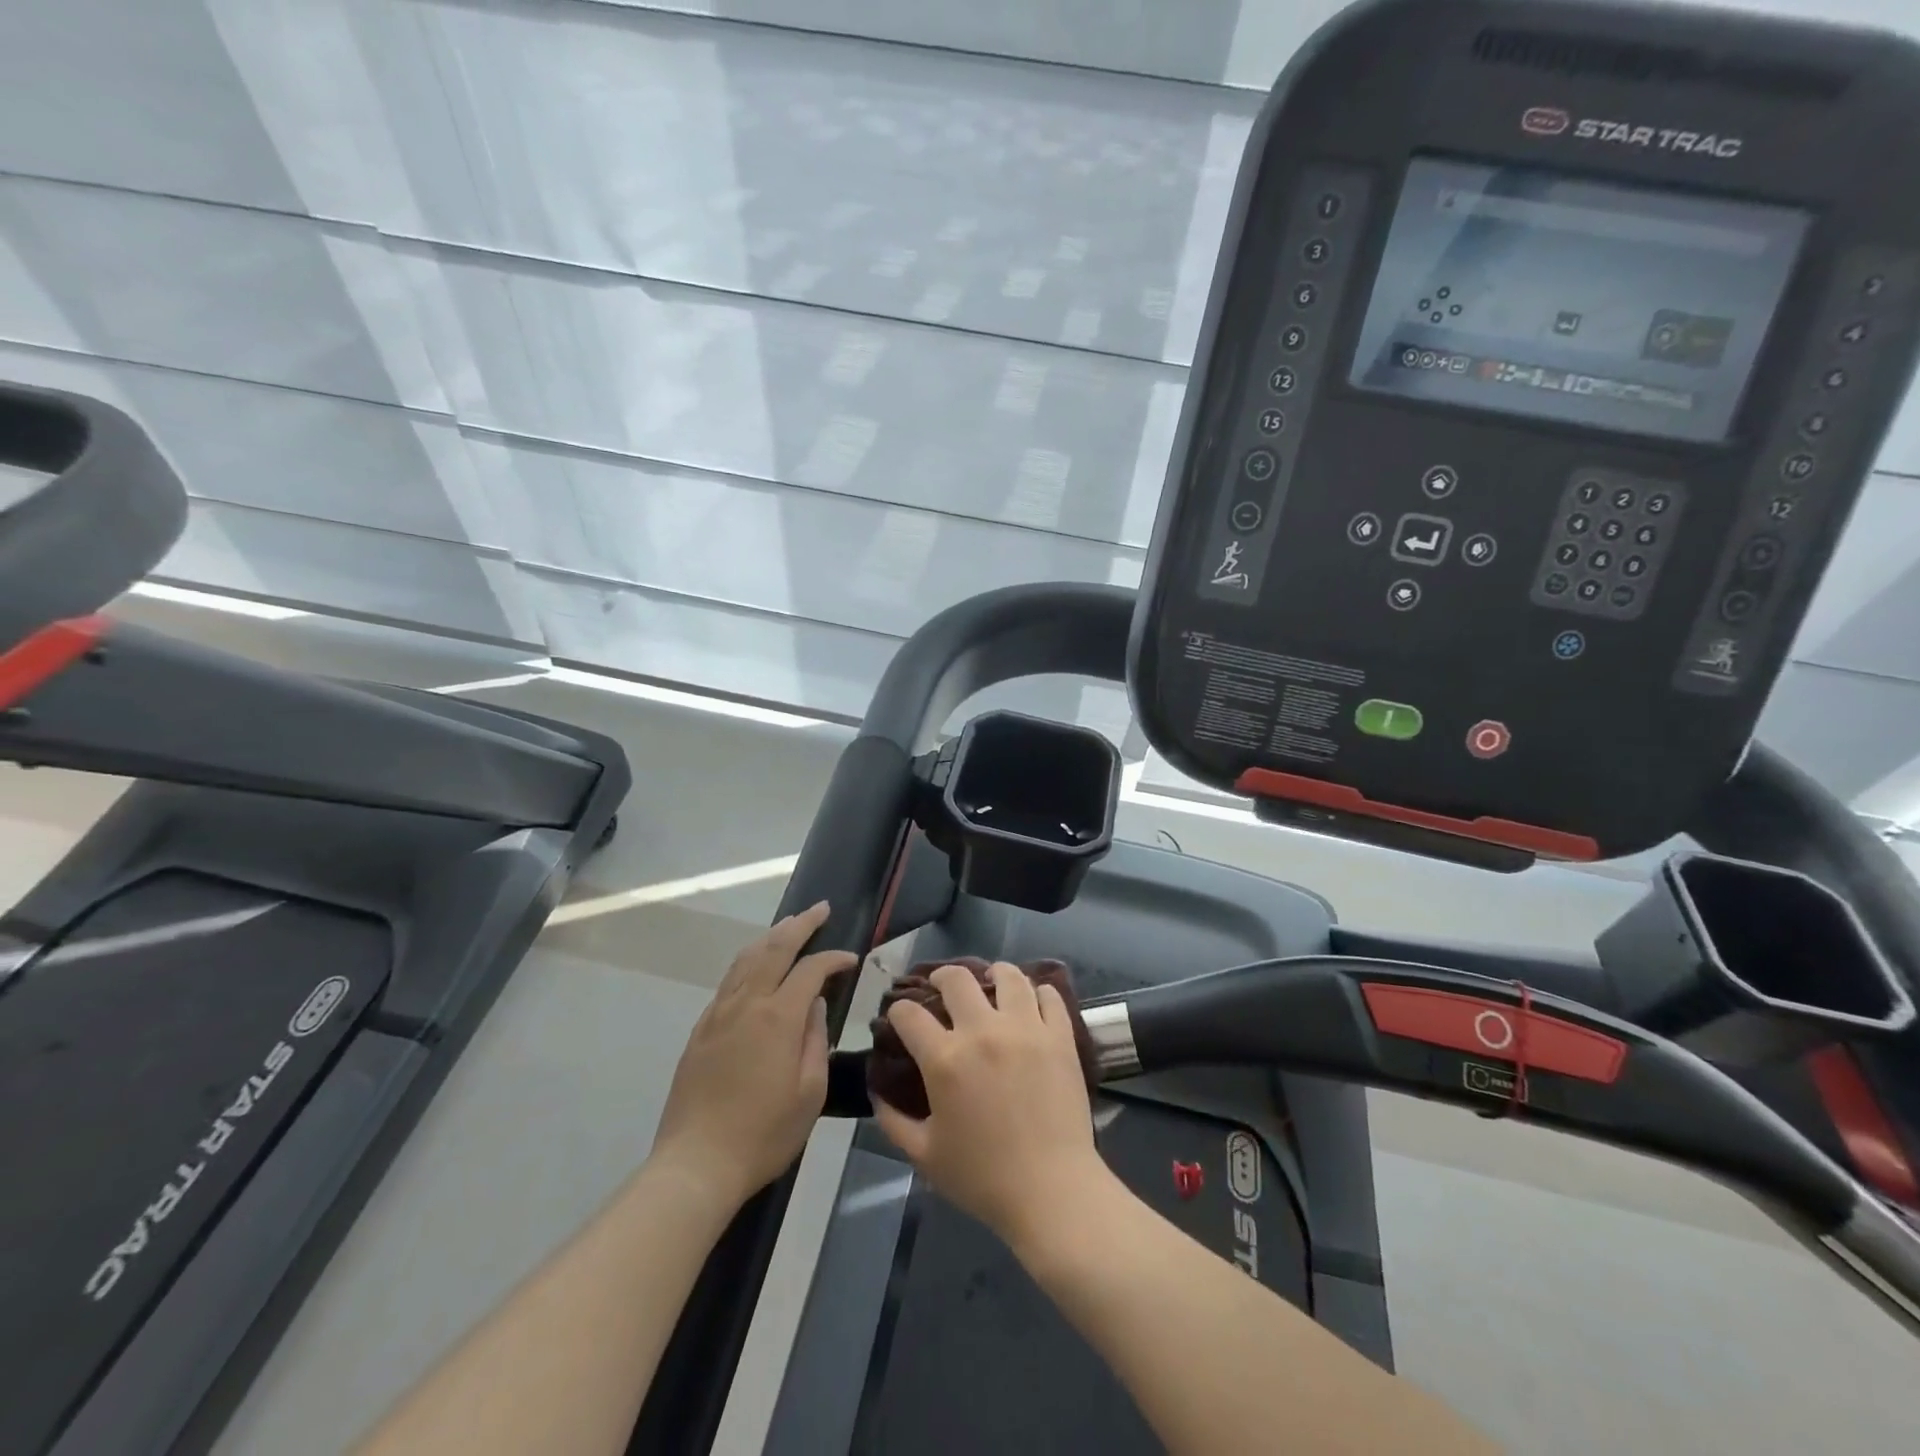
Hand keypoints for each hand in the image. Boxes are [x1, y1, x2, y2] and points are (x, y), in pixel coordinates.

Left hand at [649, 902, 857, 1207]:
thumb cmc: (763, 1134)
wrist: (695, 1164)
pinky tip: (757, 966)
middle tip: (821, 909)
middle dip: (800, 924)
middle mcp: (746, 1004)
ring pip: (746, 959)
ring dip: (771, 937)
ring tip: (791, 926)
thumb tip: (815, 1005)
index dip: (833, 958)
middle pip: (774, 948)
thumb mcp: (809, 1093)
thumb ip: (815, 1040)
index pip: (810, 969)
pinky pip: (729, 981)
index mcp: (777, 1017)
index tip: (851, 959)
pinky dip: (749, 961)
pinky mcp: (701, 1030)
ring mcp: (718, 1014)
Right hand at [872, 962, 1111, 1250]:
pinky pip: (1049, 996)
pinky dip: (1039, 992)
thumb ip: (892, 1120)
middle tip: (941, 988)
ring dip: (993, 974)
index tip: (900, 1016)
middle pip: (956, 979)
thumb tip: (877, 1091)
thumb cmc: (983, 1178)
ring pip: (1008, 975)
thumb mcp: (924, 1155)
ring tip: (991, 982)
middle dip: (940, 977)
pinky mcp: (1060, 1036)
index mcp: (945, 1059)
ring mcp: (1026, 1028)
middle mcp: (983, 1031)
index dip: (898, 1011)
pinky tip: (1032, 1001)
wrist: (1052, 1191)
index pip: (908, 1014)